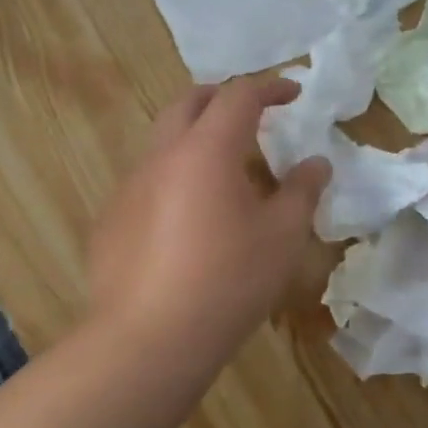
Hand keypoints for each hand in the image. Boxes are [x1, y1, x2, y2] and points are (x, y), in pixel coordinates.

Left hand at [88, 77, 330, 370]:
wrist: (148, 340)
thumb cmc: (228, 282)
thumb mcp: (282, 237)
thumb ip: (302, 191)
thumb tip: (316, 163)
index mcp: (207, 149)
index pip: (239, 95)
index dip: (270, 87)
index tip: (293, 94)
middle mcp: (162, 156)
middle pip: (189, 103)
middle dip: (222, 99)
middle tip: (252, 116)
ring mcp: (129, 187)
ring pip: (163, 142)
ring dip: (195, 141)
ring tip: (224, 175)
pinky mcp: (111, 220)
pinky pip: (146, 182)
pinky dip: (173, 181)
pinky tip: (187, 224)